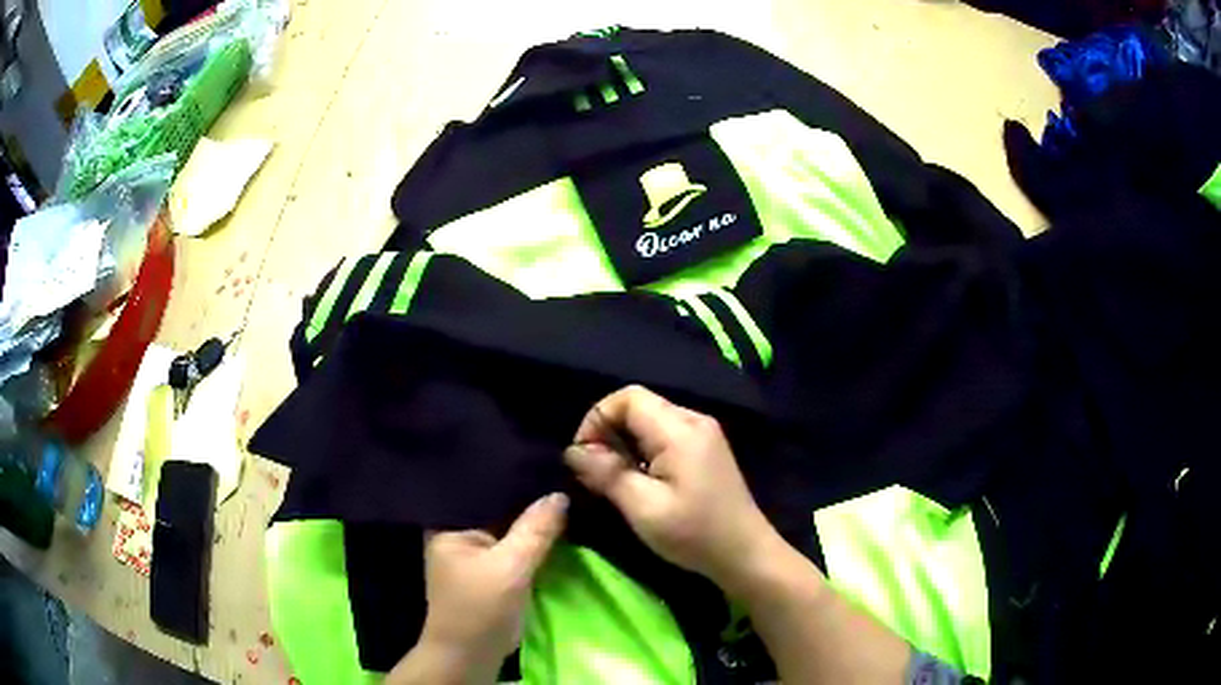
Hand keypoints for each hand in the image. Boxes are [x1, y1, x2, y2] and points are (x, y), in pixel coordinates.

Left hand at [390, 493, 566, 683]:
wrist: (471, 655)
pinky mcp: (488, 569)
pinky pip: (511, 546)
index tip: (543, 461)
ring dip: (529, 521)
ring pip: (506, 528)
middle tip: (560, 475)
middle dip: (525, 499)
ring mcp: (473, 552)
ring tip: (561, 493)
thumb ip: (534, 530)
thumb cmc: (480, 609)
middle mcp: (457, 532)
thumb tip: (559, 494)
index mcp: (447, 524)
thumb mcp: (510, 567)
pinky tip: (554, 527)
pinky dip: (529, 540)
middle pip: (495, 508)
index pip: (481, 489)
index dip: (511, 476)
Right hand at [563, 385, 782, 593]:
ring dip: (624, 443)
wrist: (745, 554)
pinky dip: (643, 451)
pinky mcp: (706, 449)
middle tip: (595, 472)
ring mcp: (703, 434)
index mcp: (680, 430)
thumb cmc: (694, 534)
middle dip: (608, 432)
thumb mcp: (643, 507)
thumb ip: (607, 473)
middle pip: (639, 405)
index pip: (628, 397)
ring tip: (614, 479)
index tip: (585, 457)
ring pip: (650, 420)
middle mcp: (694, 421)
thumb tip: (573, 451)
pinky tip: (639, 481)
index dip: (597, 419)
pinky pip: (665, 435)